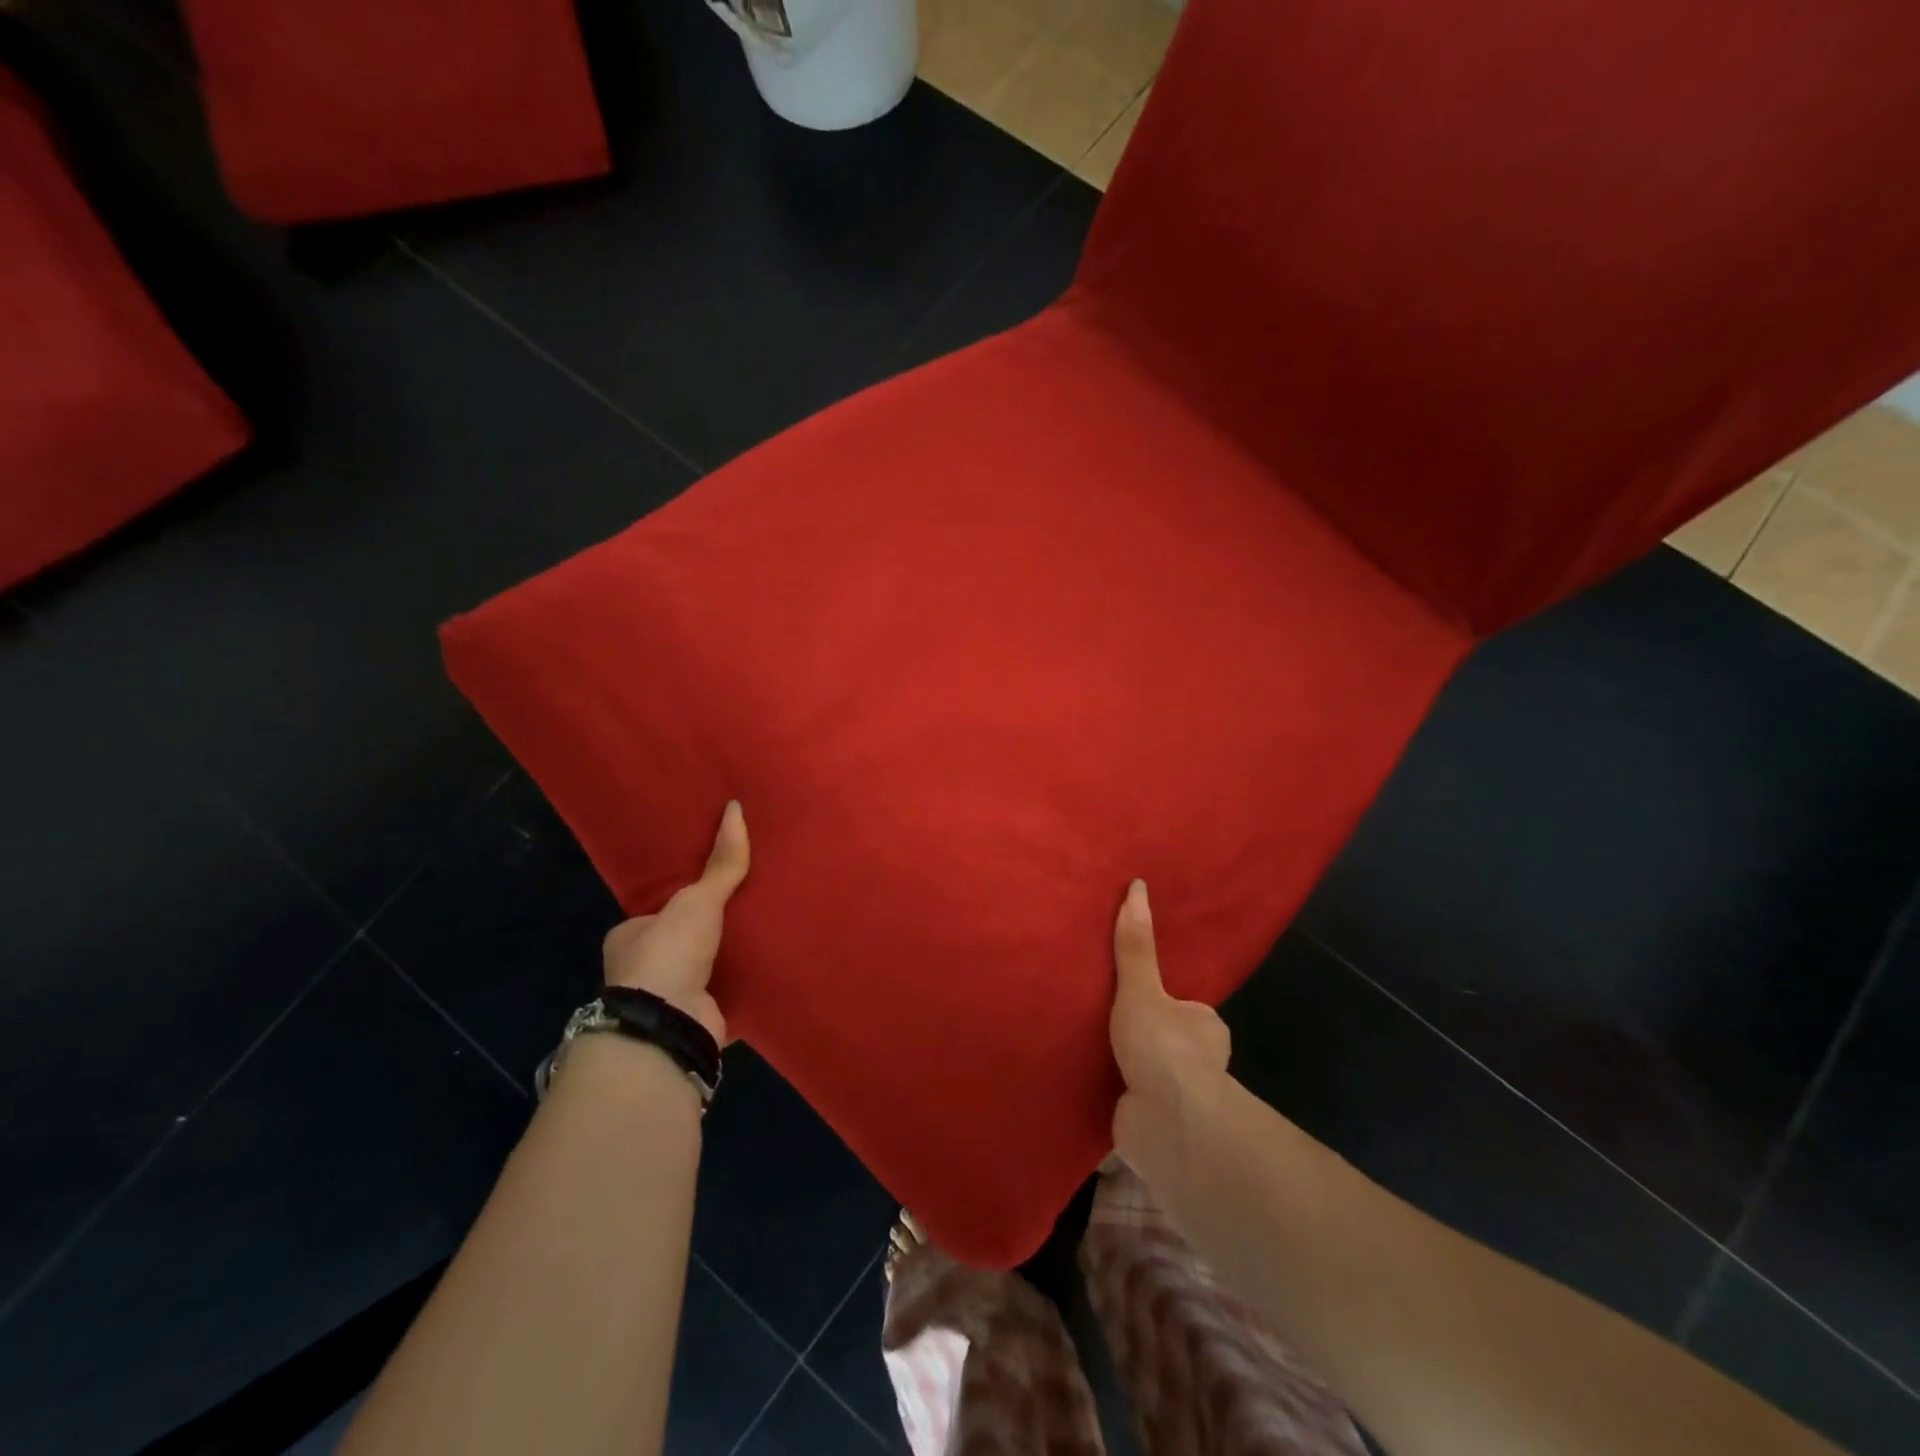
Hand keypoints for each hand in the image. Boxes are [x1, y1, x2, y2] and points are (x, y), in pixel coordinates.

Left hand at [601, 801, 748, 1045]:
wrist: (668, 1026)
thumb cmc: (669, 954)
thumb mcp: (698, 899)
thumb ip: (721, 863)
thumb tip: (736, 807)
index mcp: (631, 936)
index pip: (659, 909)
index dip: (685, 896)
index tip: (714, 884)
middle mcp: (644, 969)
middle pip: (685, 938)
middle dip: (711, 928)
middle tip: (750, 903)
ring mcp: (670, 999)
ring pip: (706, 969)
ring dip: (730, 958)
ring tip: (767, 932)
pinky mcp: (697, 1022)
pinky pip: (726, 997)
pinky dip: (744, 988)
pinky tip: (769, 971)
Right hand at [1110, 879, 1231, 1168]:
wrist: (1167, 1126)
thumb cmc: (1163, 1048)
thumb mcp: (1141, 989)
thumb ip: (1135, 946)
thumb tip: (1137, 886)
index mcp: (1204, 1028)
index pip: (1184, 1008)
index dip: (1161, 1001)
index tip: (1132, 993)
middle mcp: (1196, 1064)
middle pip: (1164, 1041)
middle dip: (1140, 1037)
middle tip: (1098, 1017)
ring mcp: (1174, 1099)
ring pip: (1145, 1075)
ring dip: (1123, 1070)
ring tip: (1082, 1049)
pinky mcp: (1150, 1127)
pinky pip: (1126, 1105)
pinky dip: (1110, 1101)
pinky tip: (1082, 1090)